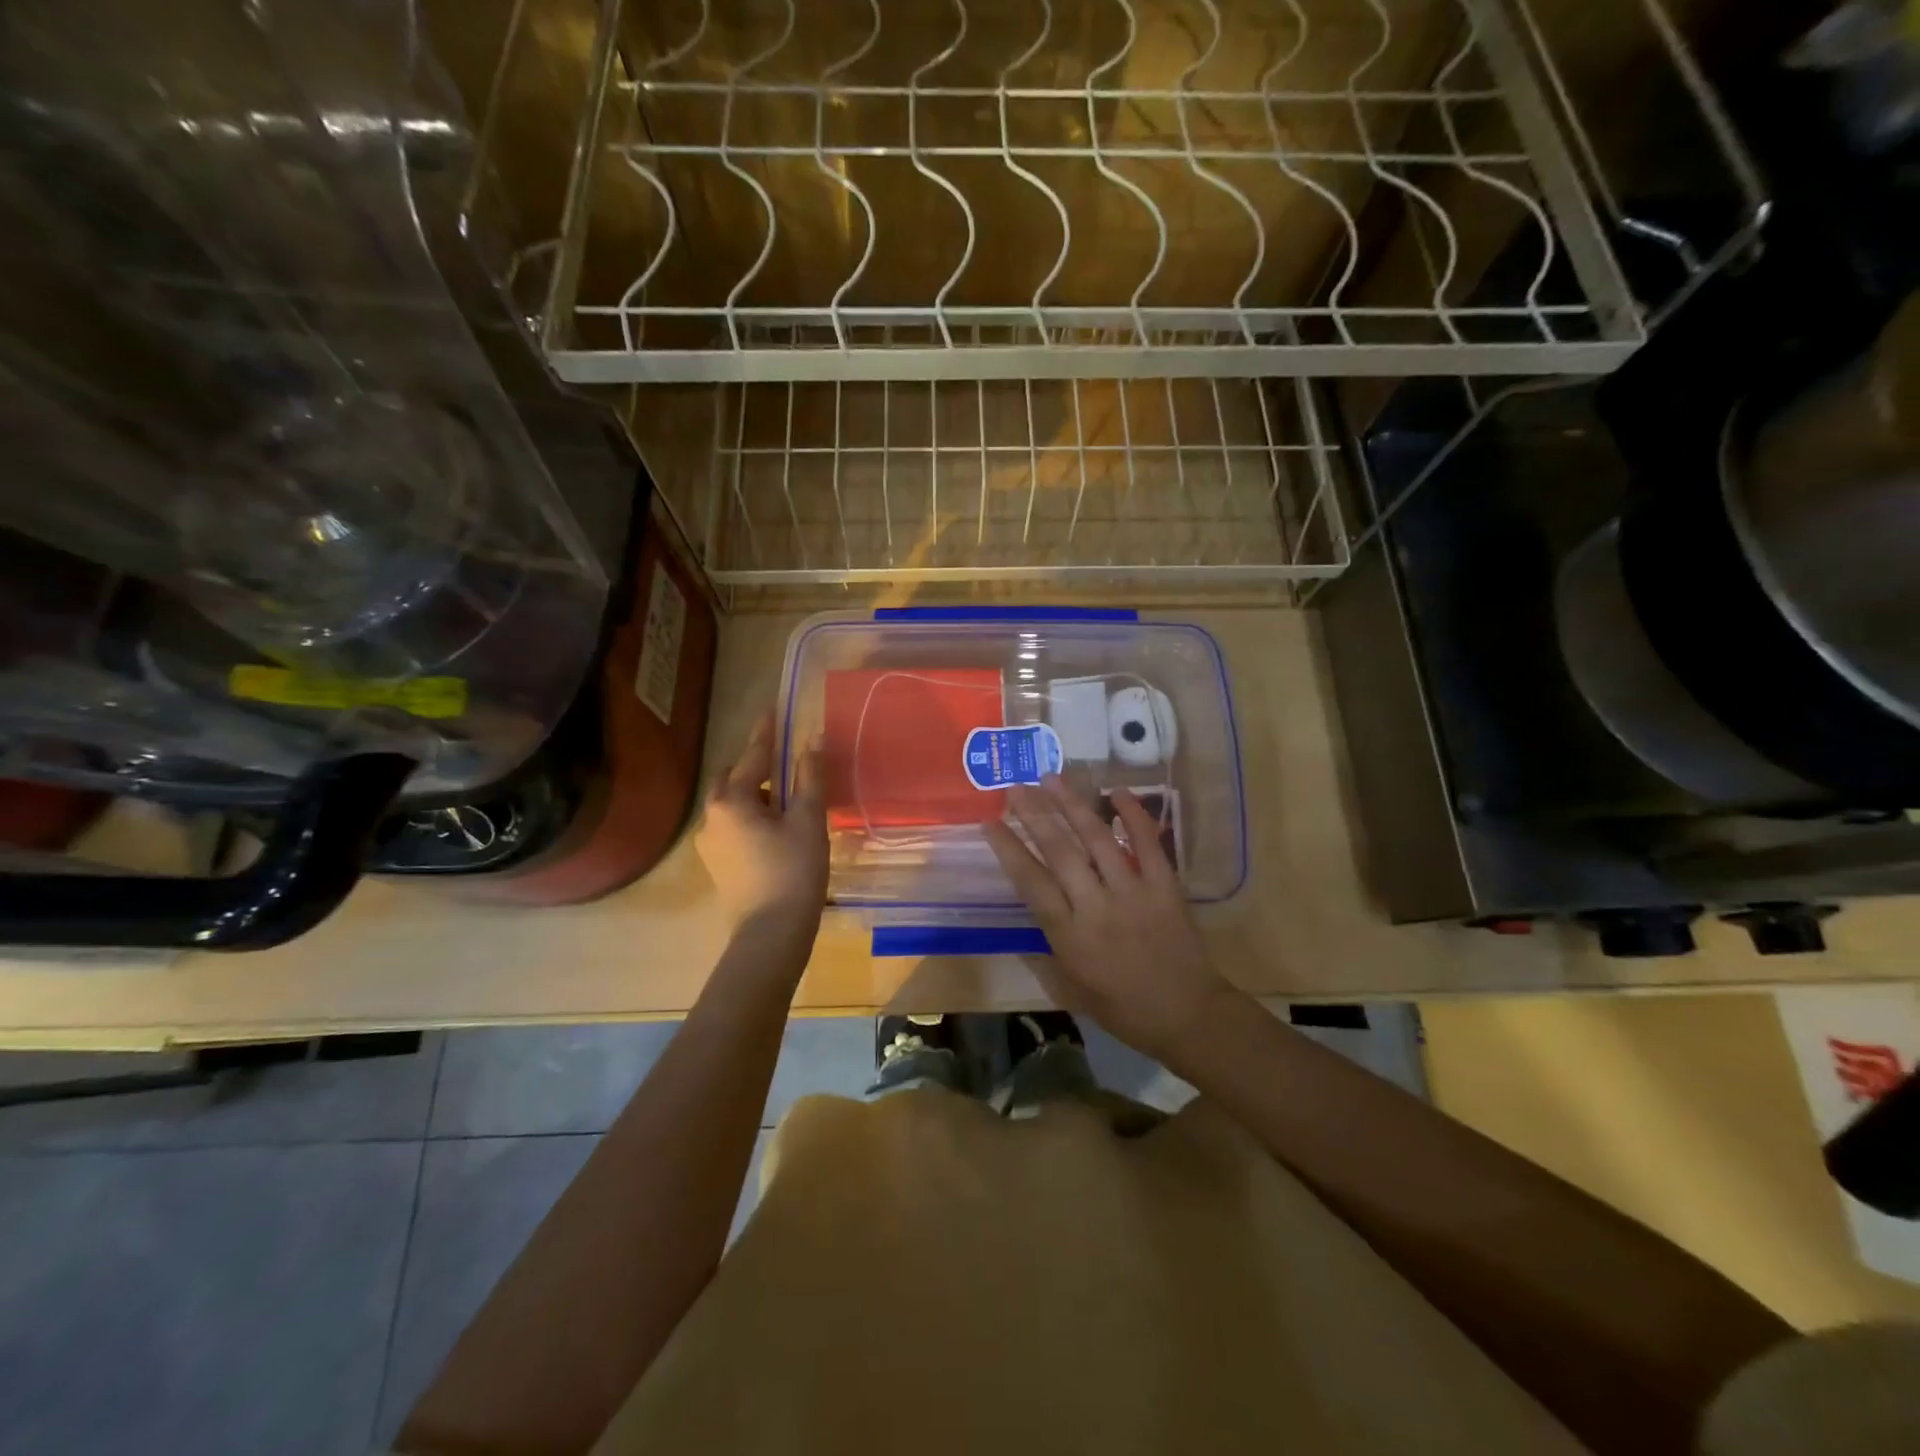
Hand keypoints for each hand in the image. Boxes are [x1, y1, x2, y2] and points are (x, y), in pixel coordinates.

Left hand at [695, 711, 827, 937]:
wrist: (771, 933)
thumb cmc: (793, 871)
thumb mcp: (807, 819)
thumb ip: (809, 776)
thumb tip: (813, 739)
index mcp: (731, 801)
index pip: (752, 756)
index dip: (766, 732)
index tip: (772, 709)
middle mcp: (711, 816)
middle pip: (733, 779)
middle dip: (756, 766)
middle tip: (782, 759)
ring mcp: (709, 843)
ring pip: (732, 804)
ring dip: (755, 793)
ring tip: (785, 797)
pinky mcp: (717, 863)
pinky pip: (733, 825)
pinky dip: (752, 816)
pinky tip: (775, 827)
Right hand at [983, 776, 1240, 1067]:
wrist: (1188, 1014)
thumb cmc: (1123, 1008)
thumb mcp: (1071, 989)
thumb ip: (1044, 952)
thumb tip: (1023, 919)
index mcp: (1069, 935)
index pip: (1031, 882)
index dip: (1008, 849)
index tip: (990, 822)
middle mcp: (1097, 907)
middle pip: (1060, 851)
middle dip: (1034, 815)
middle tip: (1015, 787)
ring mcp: (1134, 891)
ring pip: (1097, 839)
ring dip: (1072, 805)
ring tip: (1051, 778)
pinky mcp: (1165, 885)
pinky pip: (1148, 842)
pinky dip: (1134, 814)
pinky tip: (1117, 792)